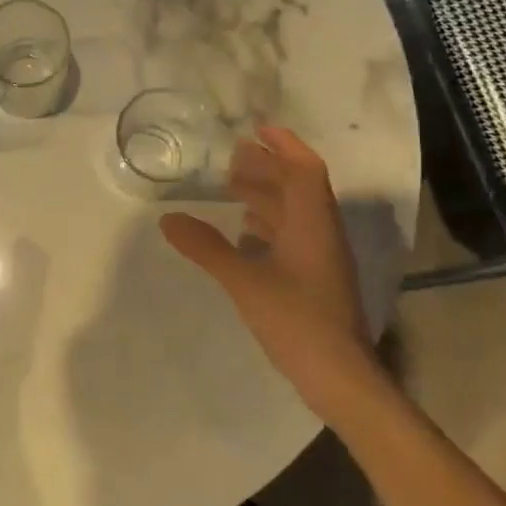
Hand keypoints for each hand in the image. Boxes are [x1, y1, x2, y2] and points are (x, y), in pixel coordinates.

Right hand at [160, 124, 378, 422]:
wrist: (338, 375)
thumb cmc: (296, 319)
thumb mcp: (244, 280)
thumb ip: (206, 248)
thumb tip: (167, 219)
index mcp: (313, 224)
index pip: (305, 169)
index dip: (284, 145)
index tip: (256, 129)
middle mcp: (321, 234)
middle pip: (298, 188)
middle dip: (268, 168)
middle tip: (233, 157)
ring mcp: (320, 259)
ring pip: (294, 214)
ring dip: (267, 196)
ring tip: (232, 188)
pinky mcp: (314, 281)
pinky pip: (291, 238)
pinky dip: (267, 226)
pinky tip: (244, 234)